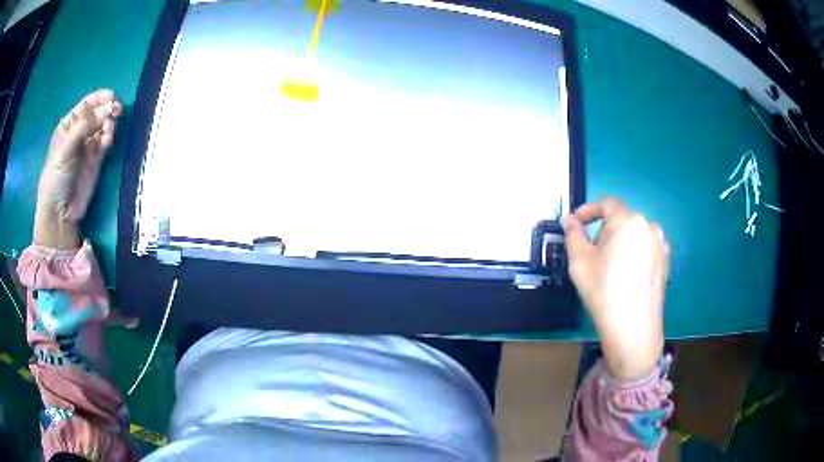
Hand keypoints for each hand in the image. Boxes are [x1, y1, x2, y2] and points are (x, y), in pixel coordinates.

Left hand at [35, 89, 122, 246]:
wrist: (60, 212)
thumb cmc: (56, 178)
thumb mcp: (65, 149)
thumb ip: (84, 127)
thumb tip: (107, 108)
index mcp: (68, 126)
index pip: (86, 105)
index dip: (99, 98)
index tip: (111, 96)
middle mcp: (79, 133)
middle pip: (97, 113)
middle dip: (107, 109)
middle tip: (117, 110)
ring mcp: (88, 147)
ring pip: (103, 126)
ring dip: (109, 123)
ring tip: (110, 130)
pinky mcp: (96, 160)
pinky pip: (105, 143)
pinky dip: (109, 138)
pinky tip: (108, 140)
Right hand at [562, 197, 668, 380]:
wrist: (632, 327)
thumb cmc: (603, 290)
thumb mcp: (580, 261)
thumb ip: (573, 234)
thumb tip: (569, 219)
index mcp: (629, 220)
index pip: (606, 204)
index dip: (588, 211)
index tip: (574, 224)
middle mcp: (649, 226)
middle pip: (621, 220)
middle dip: (603, 232)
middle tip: (590, 255)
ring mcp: (660, 246)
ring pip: (634, 236)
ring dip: (619, 244)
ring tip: (609, 268)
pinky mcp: (665, 263)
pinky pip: (645, 250)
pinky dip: (633, 256)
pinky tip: (625, 277)